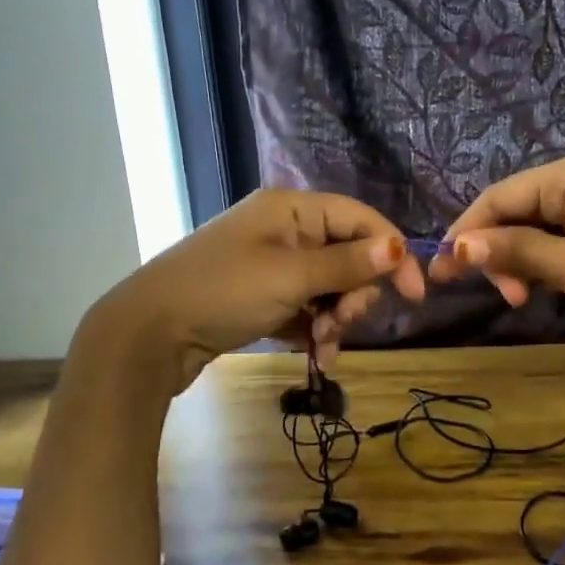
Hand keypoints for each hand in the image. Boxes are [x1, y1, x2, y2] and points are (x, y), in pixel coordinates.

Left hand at [92, 189, 425, 391]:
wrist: (148, 334)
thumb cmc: (222, 293)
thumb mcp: (290, 278)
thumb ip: (346, 264)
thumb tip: (399, 247)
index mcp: (291, 209)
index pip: (360, 219)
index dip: (392, 253)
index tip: (416, 295)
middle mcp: (284, 229)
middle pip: (347, 255)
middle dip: (354, 294)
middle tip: (344, 323)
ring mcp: (271, 263)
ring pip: (329, 286)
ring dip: (337, 318)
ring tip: (325, 346)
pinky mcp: (261, 294)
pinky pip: (306, 306)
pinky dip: (315, 328)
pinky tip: (316, 354)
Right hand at [430, 150, 564, 343]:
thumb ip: (515, 252)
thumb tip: (458, 246)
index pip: (498, 197)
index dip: (464, 233)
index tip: (440, 272)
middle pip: (519, 208)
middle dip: (500, 252)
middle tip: (506, 298)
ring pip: (542, 223)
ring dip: (525, 259)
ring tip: (528, 298)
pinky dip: (552, 257)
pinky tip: (553, 285)